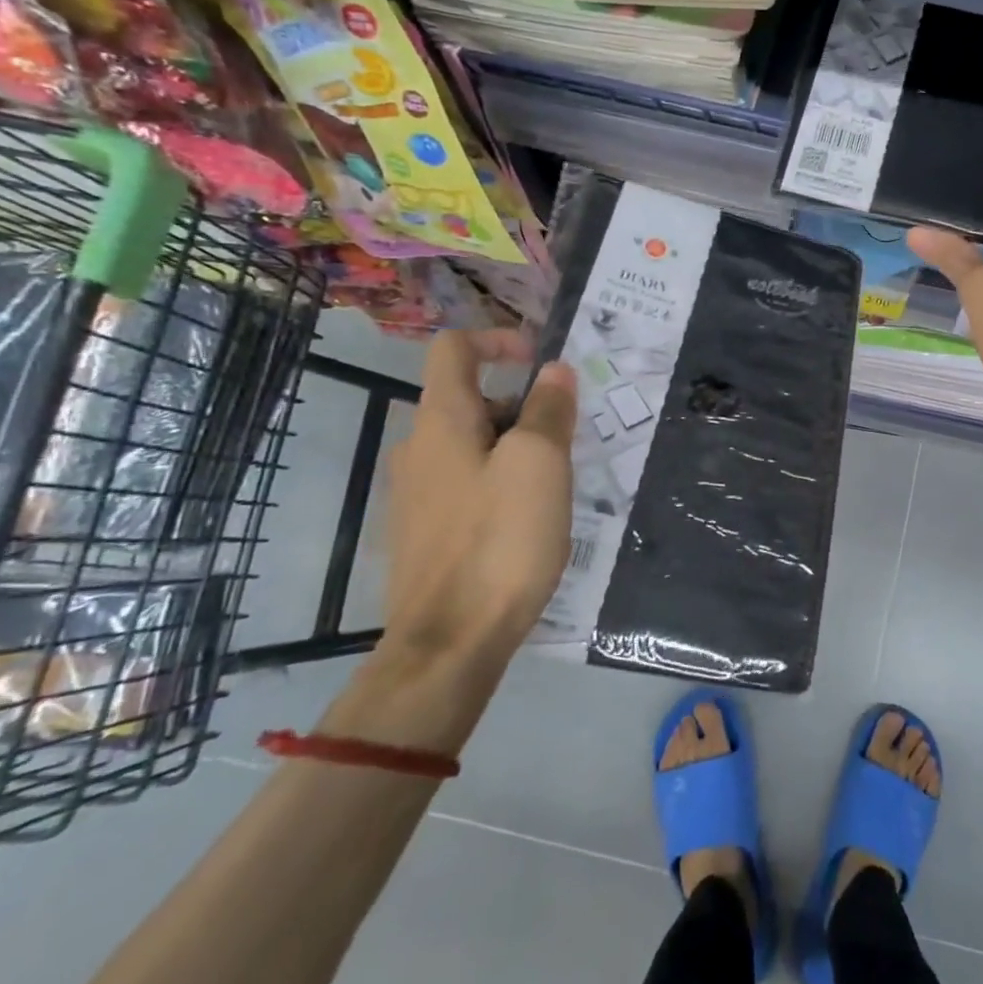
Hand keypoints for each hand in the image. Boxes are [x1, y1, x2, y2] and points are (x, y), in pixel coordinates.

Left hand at [377, 330, 576, 678]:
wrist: (450, 644)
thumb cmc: (500, 539)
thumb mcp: (540, 462)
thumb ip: (548, 408)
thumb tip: (554, 370)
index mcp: (441, 421)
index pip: (454, 348)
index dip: (499, 339)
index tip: (541, 362)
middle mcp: (418, 448)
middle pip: (471, 398)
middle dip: (523, 404)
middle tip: (566, 437)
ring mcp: (416, 494)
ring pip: (473, 444)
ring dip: (516, 446)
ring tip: (556, 481)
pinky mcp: (425, 532)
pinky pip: (467, 483)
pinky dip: (500, 480)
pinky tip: (528, 519)